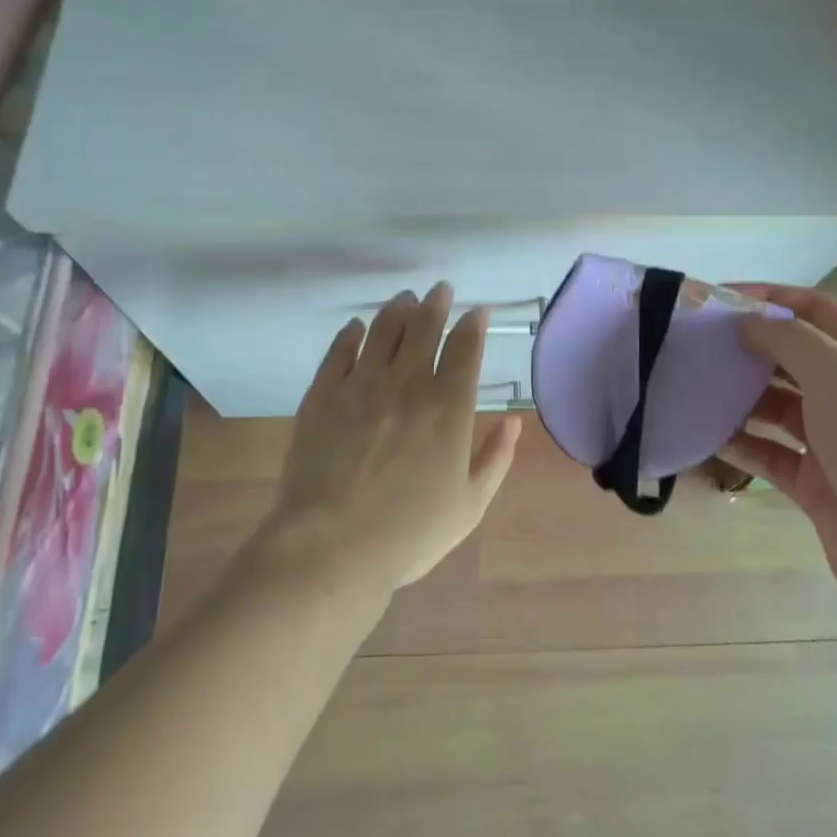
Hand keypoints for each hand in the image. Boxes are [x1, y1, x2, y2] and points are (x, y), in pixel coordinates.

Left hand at [254, 282, 520, 599]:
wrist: (330, 547)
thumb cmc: (408, 534)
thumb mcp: (469, 505)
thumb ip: (496, 458)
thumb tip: (514, 421)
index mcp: (447, 407)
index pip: (465, 349)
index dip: (473, 324)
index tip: (477, 311)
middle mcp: (407, 383)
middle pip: (424, 327)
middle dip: (437, 303)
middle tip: (440, 289)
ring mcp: (361, 384)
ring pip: (383, 330)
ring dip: (398, 310)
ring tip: (405, 299)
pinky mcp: (323, 394)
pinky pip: (340, 351)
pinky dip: (351, 334)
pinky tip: (357, 328)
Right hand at [718, 286, 836, 644]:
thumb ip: (790, 340)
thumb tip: (747, 322)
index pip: (814, 309)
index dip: (767, 298)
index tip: (715, 298)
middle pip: (791, 356)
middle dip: (745, 347)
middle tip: (692, 344)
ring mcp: (836, 440)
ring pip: (776, 405)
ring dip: (737, 395)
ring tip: (690, 385)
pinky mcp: (817, 483)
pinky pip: (769, 452)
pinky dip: (739, 442)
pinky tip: (703, 434)